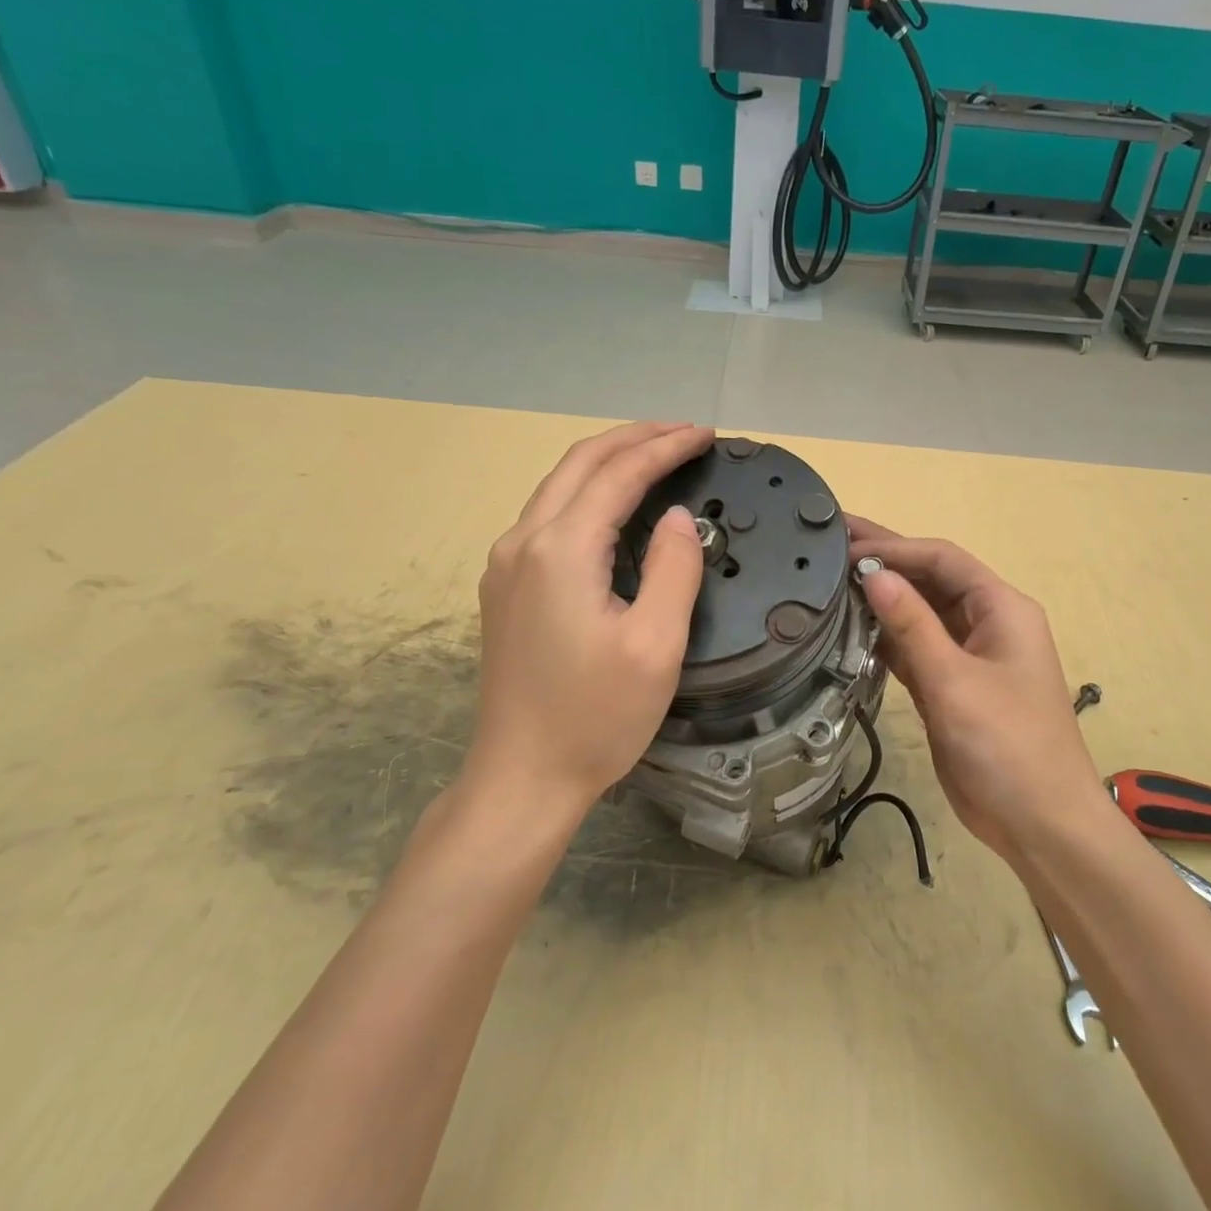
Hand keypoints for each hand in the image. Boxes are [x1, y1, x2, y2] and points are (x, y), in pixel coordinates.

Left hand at [467, 422, 712, 817]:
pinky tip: (613, 504)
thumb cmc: (596, 718)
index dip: (664, 448)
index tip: (706, 435)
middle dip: (634, 438)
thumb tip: (677, 516)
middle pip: (579, 464)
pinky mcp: (505, 586)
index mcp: (561, 551)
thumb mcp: (655, 646)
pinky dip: (587, 492)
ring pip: (558, 486)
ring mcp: (506, 564)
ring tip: (656, 455)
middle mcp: (523, 542)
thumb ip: (672, 569)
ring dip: (608, 461)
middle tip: (684, 433)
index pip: (618, 475)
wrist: (521, 778)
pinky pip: (548, 516)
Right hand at [847, 517, 1101, 865]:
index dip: (895, 548)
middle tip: (831, 543)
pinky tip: (850, 627)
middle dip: (885, 562)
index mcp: (1001, 609)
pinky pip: (914, 648)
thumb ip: (912, 625)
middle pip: (930, 580)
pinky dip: (885, 637)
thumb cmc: (1007, 746)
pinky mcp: (951, 686)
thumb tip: (873, 574)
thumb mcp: (955, 681)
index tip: (846, 547)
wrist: (1040, 824)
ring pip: (920, 614)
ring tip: (831, 580)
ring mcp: (968, 656)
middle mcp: (986, 623)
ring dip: (882, 599)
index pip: (943, 560)